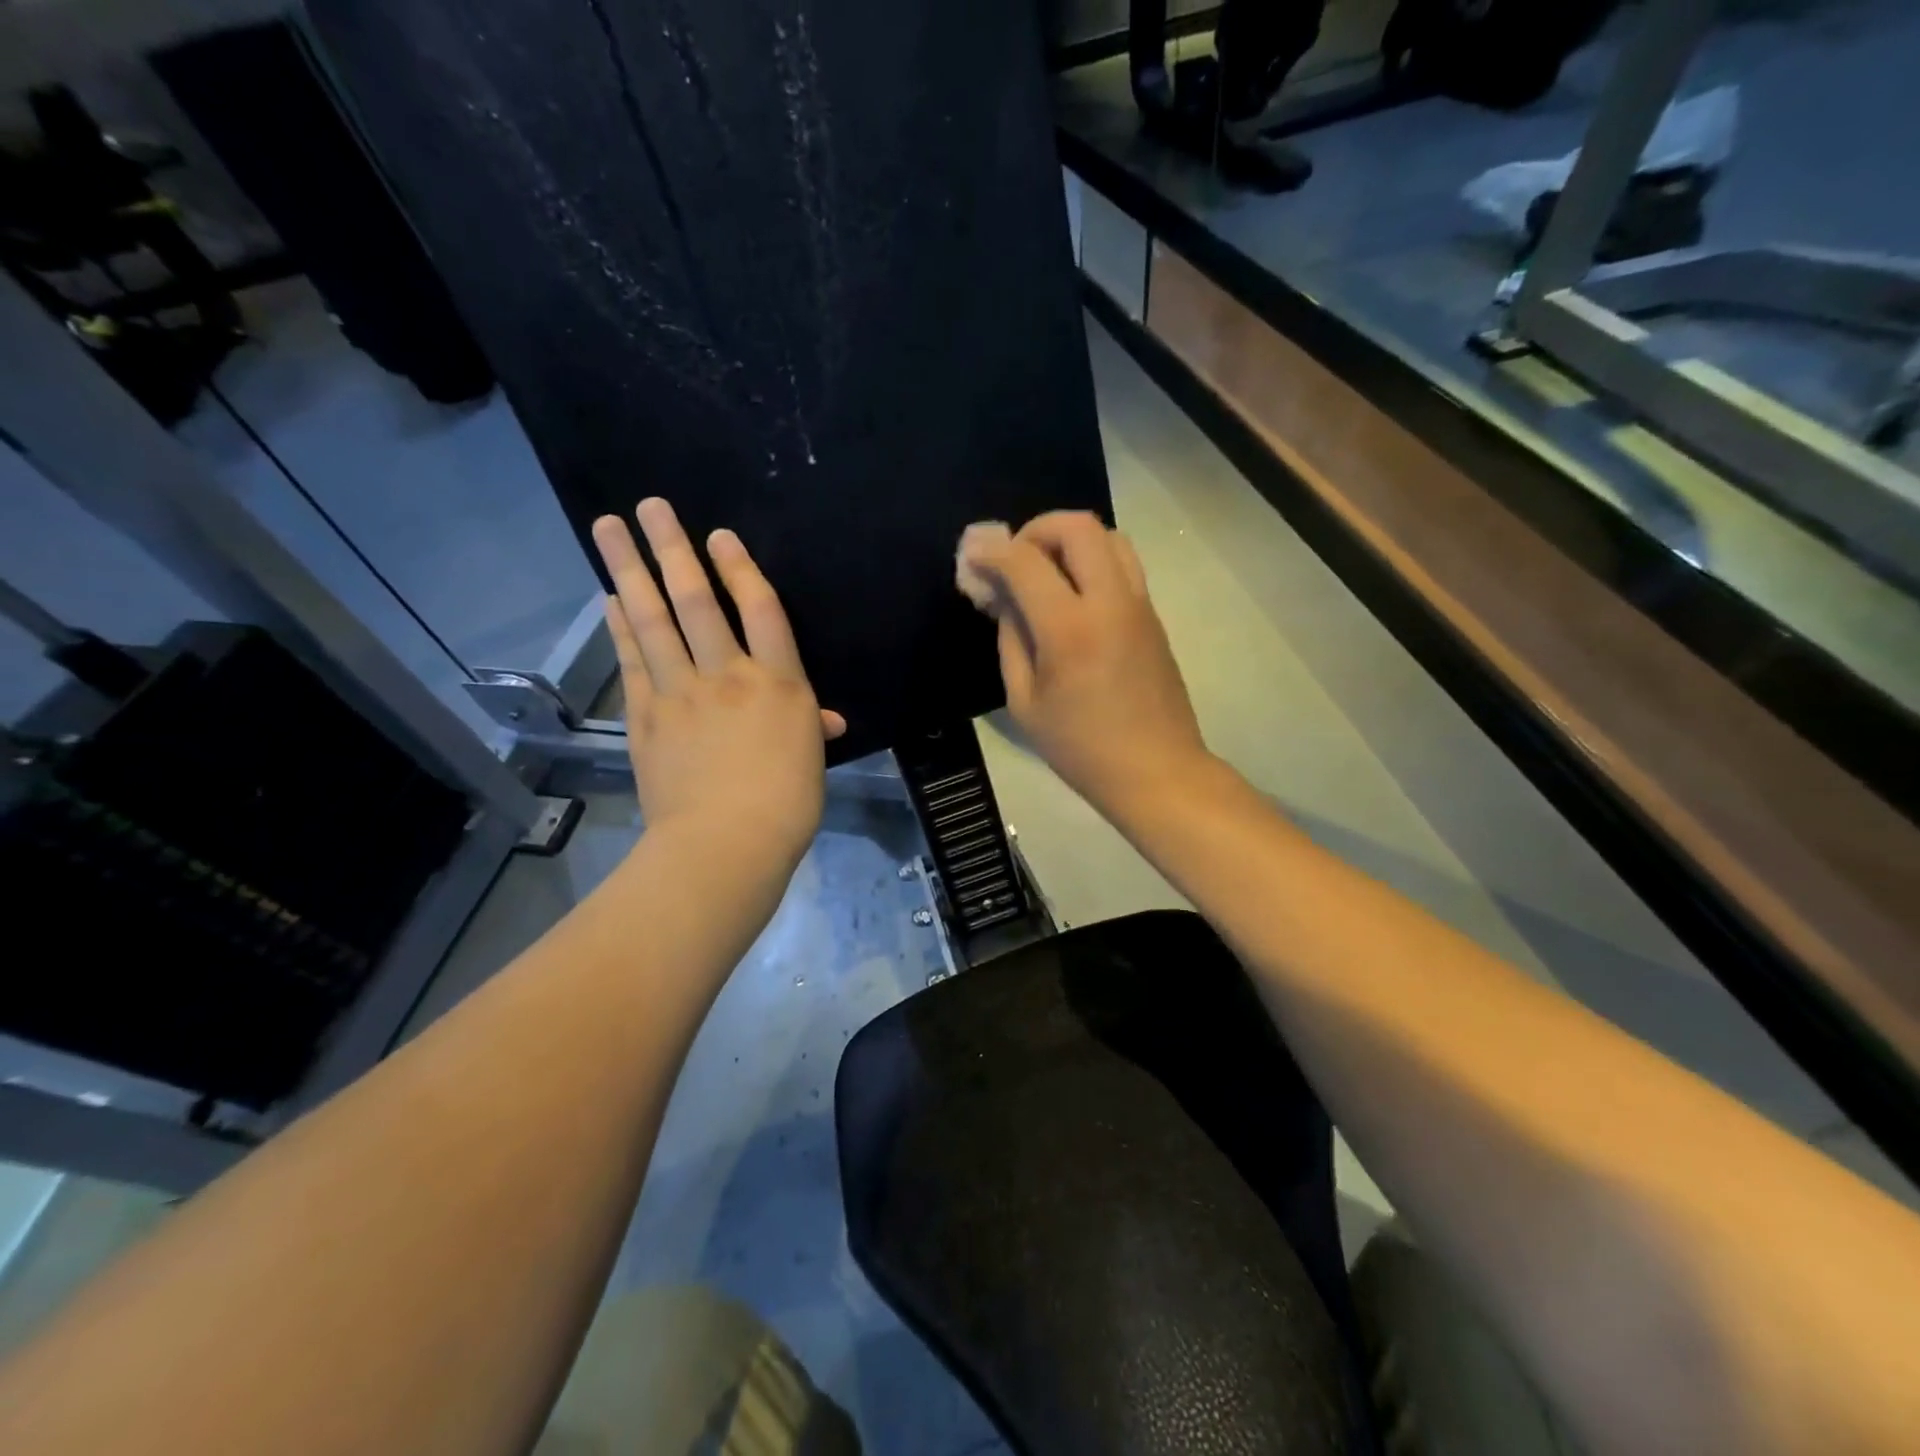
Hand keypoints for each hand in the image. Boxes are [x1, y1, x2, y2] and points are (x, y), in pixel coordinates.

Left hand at [592, 499, 844, 864]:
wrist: (727, 844)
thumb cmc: (787, 804)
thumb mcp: (810, 760)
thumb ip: (811, 728)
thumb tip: (827, 719)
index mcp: (779, 683)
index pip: (761, 609)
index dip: (741, 568)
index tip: (719, 536)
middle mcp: (727, 675)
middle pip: (697, 600)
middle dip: (672, 549)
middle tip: (649, 506)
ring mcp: (680, 693)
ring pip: (653, 620)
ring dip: (629, 570)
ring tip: (608, 529)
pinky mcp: (645, 717)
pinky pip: (632, 661)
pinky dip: (619, 628)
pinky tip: (608, 599)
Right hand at [964, 511, 1211, 817]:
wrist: (1155, 770)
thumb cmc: (1080, 747)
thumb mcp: (1025, 701)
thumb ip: (1011, 639)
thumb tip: (1004, 597)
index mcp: (1070, 629)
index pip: (1025, 561)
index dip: (992, 551)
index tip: (973, 556)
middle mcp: (1110, 602)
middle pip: (1077, 526)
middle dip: (1036, 529)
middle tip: (1016, 559)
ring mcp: (1138, 604)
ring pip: (1108, 535)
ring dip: (1070, 540)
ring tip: (1046, 572)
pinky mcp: (1152, 614)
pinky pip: (1122, 563)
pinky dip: (1092, 560)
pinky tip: (1072, 594)